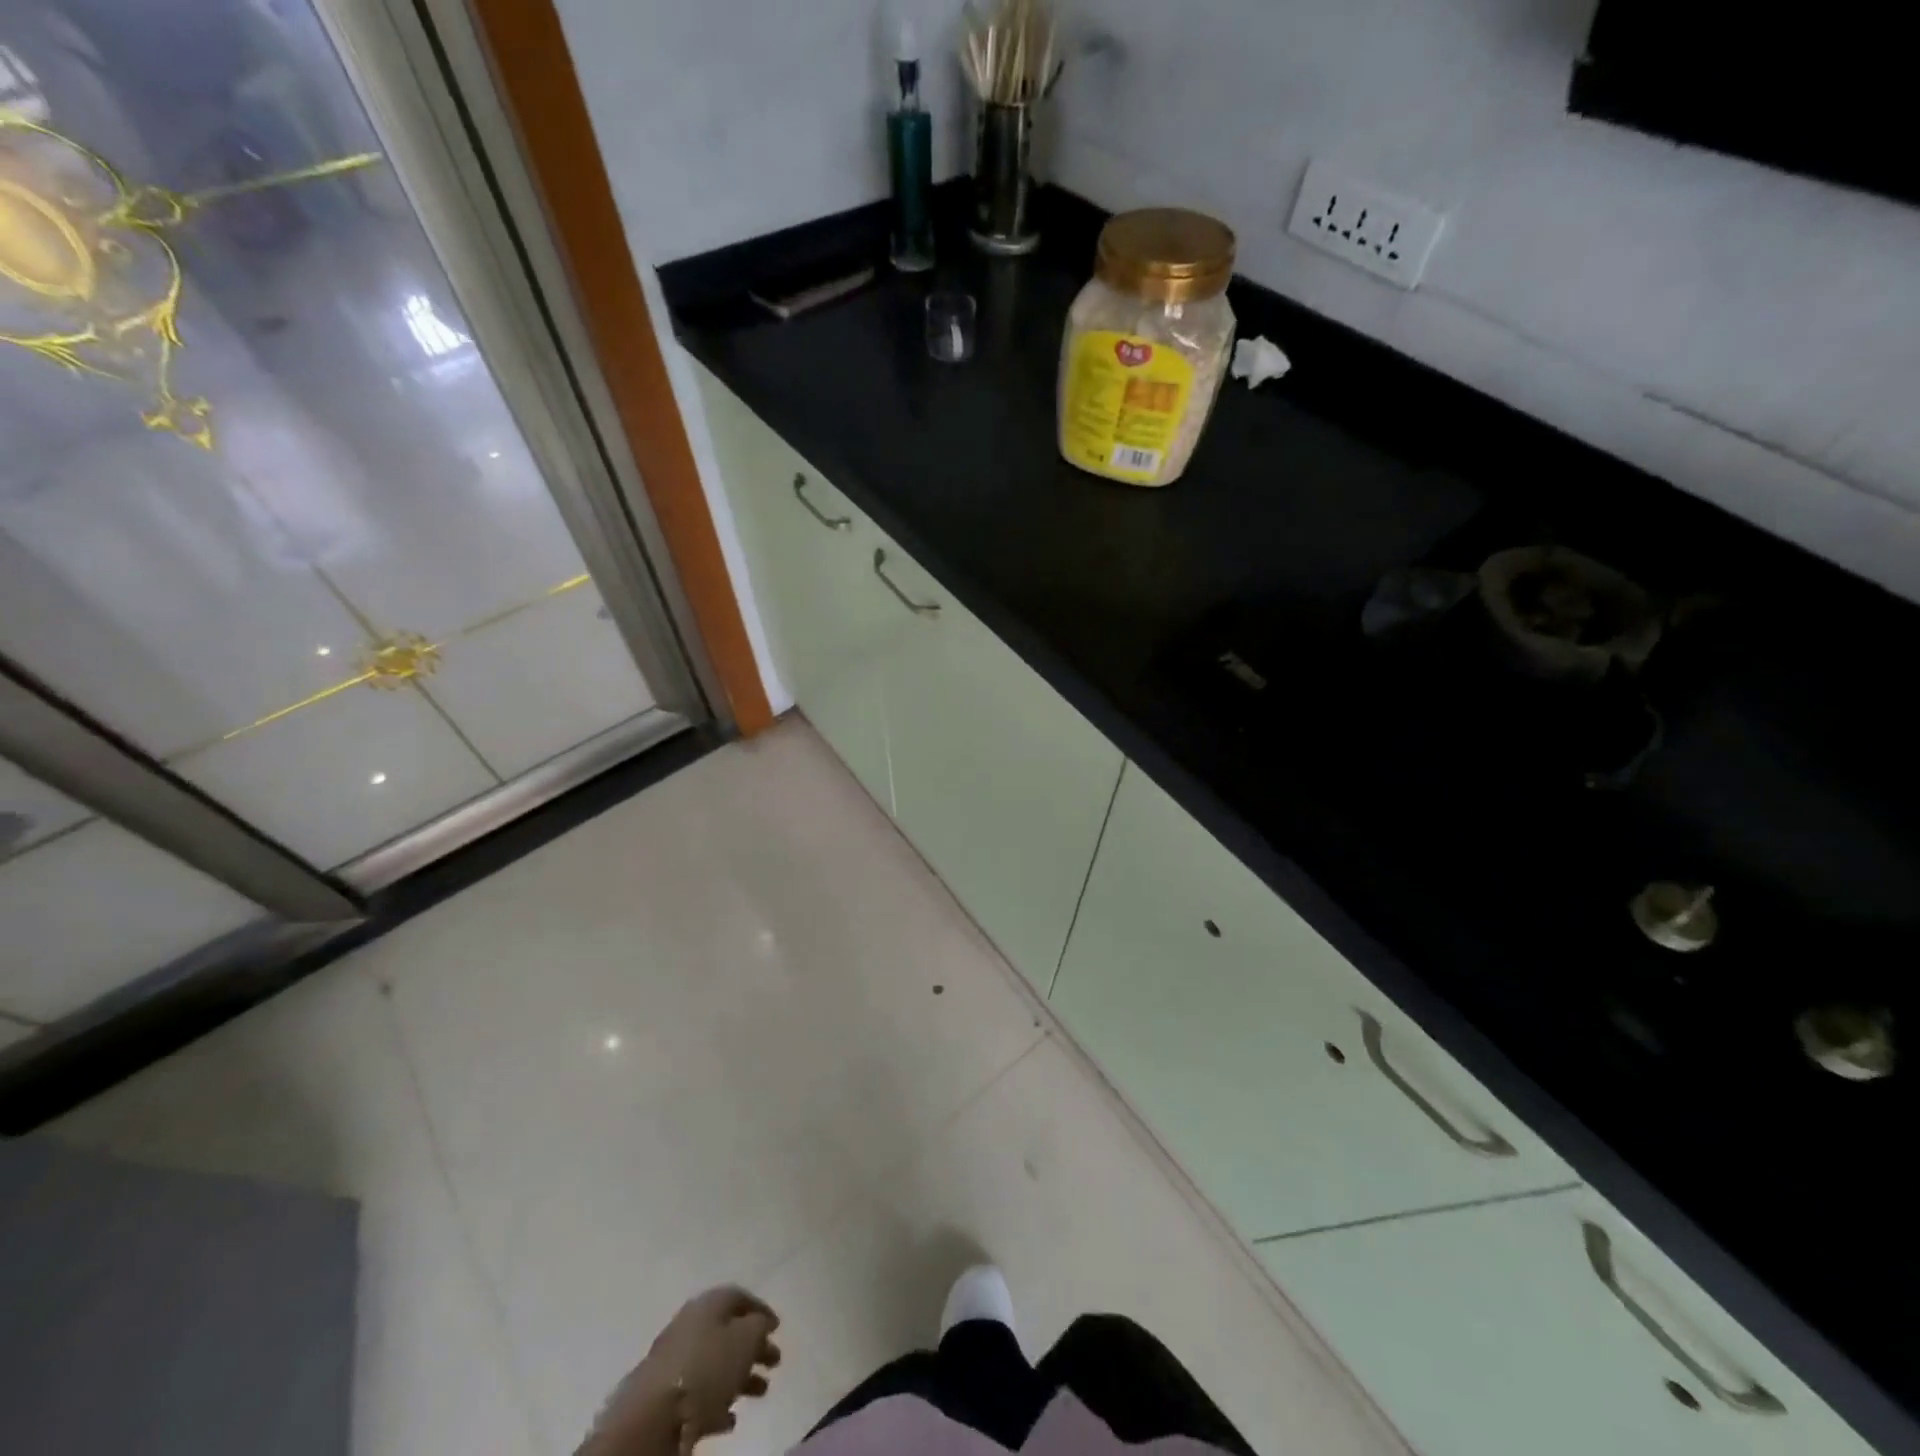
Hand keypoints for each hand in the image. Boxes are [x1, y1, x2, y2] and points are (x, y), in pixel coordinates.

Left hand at [588, 1287, 781, 1455]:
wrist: (651, 1419)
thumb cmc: (705, 1369)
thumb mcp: (745, 1339)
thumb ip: (759, 1327)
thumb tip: (761, 1324)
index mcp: (708, 1304)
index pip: (739, 1297)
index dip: (761, 1310)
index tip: (778, 1327)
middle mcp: (690, 1325)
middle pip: (728, 1332)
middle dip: (753, 1347)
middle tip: (775, 1361)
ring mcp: (674, 1362)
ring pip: (715, 1364)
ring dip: (740, 1377)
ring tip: (761, 1392)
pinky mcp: (664, 1398)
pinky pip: (698, 1394)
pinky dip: (717, 1402)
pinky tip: (730, 1420)